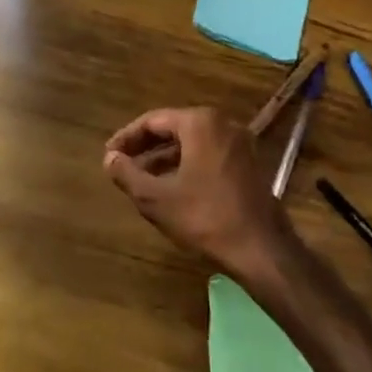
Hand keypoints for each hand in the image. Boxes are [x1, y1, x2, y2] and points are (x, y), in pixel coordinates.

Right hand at [103, 107, 294, 278]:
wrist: (262, 250)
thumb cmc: (205, 217)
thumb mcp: (156, 199)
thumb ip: (127, 174)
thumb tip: (110, 159)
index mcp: (200, 123)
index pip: (152, 121)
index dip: (126, 138)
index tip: (109, 155)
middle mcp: (222, 124)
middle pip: (173, 129)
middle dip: (146, 148)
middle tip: (122, 165)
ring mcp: (240, 144)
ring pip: (191, 144)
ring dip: (165, 159)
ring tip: (141, 179)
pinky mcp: (249, 165)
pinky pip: (208, 155)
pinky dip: (186, 166)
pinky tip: (172, 188)